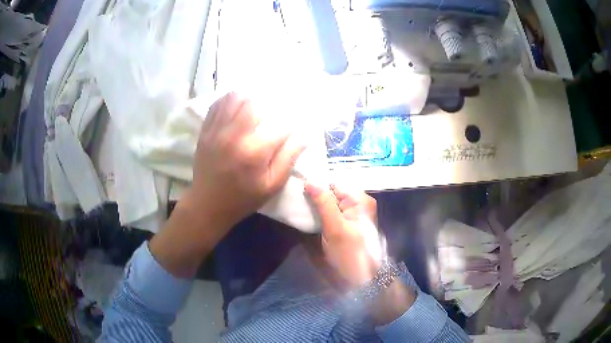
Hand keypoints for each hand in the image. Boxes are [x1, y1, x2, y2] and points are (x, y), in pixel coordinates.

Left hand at [190, 92, 305, 229]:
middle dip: (268, 105)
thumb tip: (305, 134)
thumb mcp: (272, 185)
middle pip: (254, 102)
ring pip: (235, 98)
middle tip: (271, 115)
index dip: (290, 124)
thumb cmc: (243, 198)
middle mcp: (234, 136)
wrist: (208, 204)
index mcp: (254, 152)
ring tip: (256, 108)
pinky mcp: (205, 130)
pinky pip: (218, 104)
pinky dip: (230, 100)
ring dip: (249, 99)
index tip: (292, 127)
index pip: (280, 125)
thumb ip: (289, 158)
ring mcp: (216, 131)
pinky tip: (238, 107)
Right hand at [305, 183, 382, 286]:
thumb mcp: (335, 227)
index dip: (316, 185)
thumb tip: (310, 181)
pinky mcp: (347, 224)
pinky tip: (310, 217)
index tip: (298, 190)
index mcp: (360, 199)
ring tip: (300, 208)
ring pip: (331, 202)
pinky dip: (321, 214)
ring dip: (317, 205)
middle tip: (298, 201)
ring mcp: (353, 214)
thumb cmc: (350, 253)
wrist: (362, 277)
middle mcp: (359, 203)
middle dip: (316, 195)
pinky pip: (332, 212)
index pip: (334, 183)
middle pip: (333, 192)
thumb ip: (324, 202)